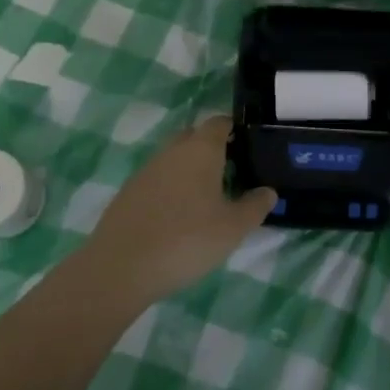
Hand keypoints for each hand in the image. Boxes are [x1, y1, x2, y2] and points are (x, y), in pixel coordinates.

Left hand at [84, 116, 275, 305]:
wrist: (121, 267)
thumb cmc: (186, 240)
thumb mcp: (233, 228)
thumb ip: (255, 206)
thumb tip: (268, 191)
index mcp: (200, 150)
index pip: (219, 123)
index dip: (234, 128)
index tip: (248, 145)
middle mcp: (172, 151)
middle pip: (194, 136)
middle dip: (212, 147)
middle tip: (231, 171)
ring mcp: (147, 170)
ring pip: (174, 158)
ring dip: (190, 169)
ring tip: (207, 197)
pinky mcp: (129, 192)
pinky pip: (158, 179)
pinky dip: (171, 188)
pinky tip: (178, 215)